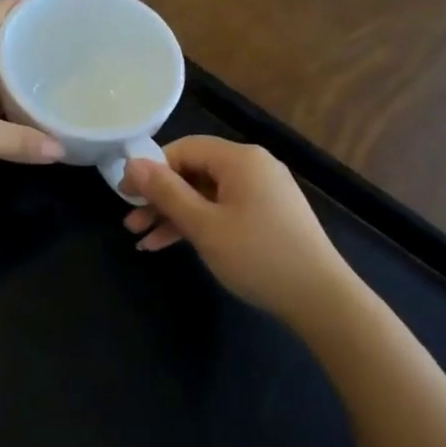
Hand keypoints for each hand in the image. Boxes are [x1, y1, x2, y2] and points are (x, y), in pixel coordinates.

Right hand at [121, 136, 357, 323]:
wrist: (320, 298)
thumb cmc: (257, 255)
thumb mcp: (204, 225)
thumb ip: (166, 192)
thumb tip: (131, 163)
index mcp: (240, 159)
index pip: (184, 148)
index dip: (151, 169)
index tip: (125, 195)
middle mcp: (253, 167)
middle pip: (194, 171)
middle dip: (159, 197)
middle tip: (130, 221)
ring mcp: (262, 192)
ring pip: (206, 194)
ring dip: (173, 214)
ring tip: (141, 239)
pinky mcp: (267, 216)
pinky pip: (223, 210)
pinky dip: (197, 224)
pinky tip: (169, 244)